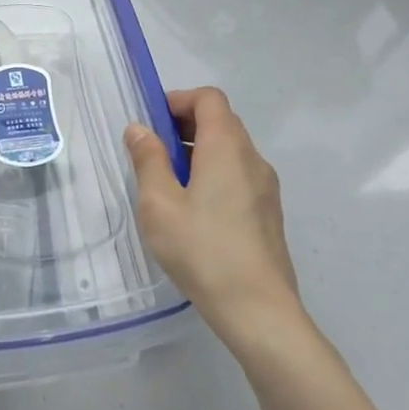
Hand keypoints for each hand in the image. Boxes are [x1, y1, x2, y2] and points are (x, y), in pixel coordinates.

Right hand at [124, 88, 301, 345]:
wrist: (259, 311)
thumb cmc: (203, 250)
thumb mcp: (159, 204)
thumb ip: (148, 160)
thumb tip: (139, 129)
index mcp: (226, 147)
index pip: (209, 98)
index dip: (179, 100)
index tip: (153, 124)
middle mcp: (252, 158)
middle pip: (221, 121)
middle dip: (186, 126)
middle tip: (155, 153)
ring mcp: (266, 187)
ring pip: (231, 150)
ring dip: (199, 152)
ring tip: (170, 186)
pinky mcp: (269, 213)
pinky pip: (239, 176)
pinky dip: (215, 175)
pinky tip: (195, 213)